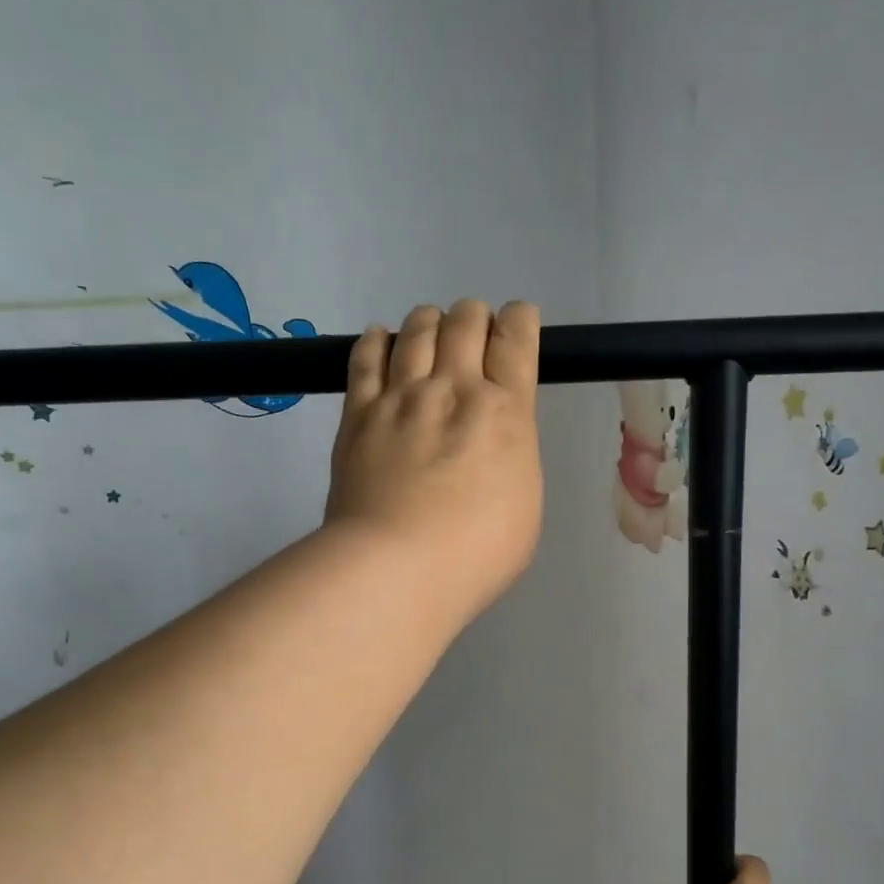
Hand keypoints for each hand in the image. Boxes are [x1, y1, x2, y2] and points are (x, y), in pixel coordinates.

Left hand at [324, 300, 543, 625]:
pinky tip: (380, 336)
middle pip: (465, 321)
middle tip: (474, 331)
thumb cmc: (477, 552)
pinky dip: (376, 340)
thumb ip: (512, 456)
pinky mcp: (358, 413)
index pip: (517, 340)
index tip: (518, 321)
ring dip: (429, 321)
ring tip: (430, 327)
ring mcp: (402, 397)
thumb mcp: (524, 504)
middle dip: (475, 317)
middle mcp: (454, 389)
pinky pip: (365, 357)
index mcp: (505, 412)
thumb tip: (495, 438)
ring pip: (416, 330)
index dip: (520, 320)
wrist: (397, 566)